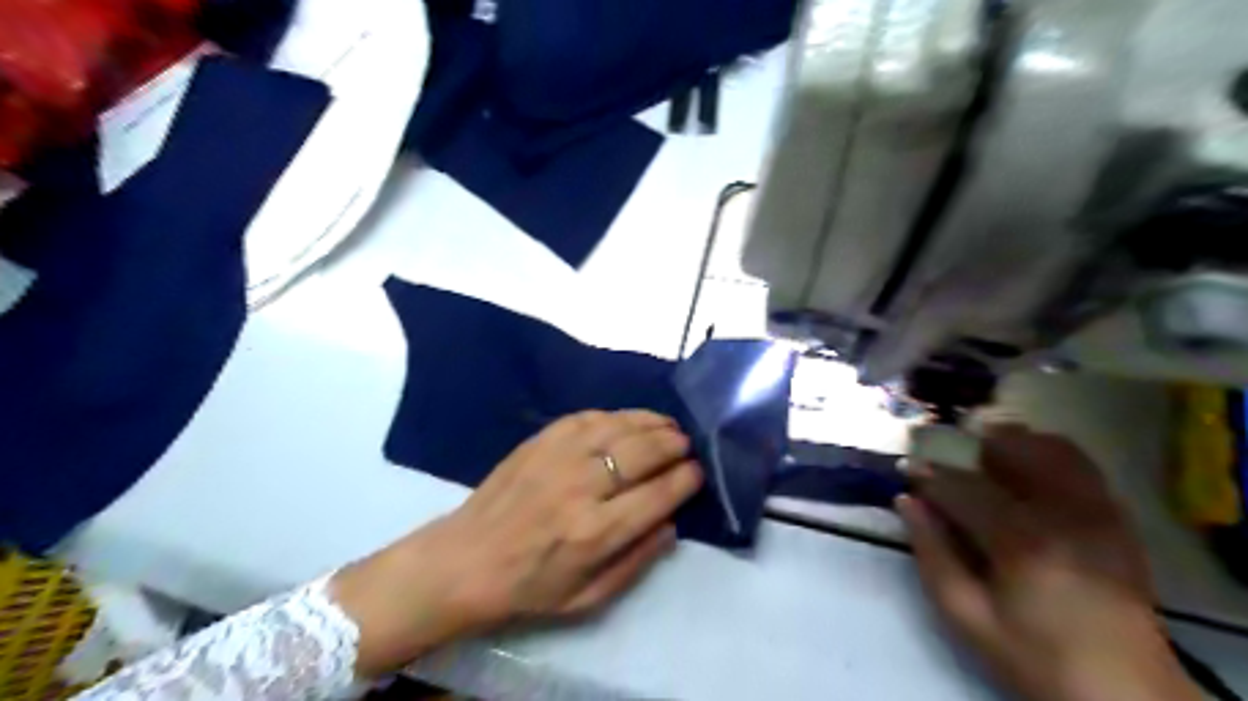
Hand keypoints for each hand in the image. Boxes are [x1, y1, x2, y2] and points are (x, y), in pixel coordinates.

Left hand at [331, 412, 700, 679]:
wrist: (465, 560)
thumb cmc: (529, 586)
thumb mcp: (588, 598)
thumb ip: (637, 562)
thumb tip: (672, 524)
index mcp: (595, 532)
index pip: (658, 494)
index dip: (686, 479)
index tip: (698, 473)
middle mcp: (581, 487)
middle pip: (643, 453)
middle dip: (674, 445)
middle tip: (687, 445)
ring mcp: (558, 456)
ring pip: (619, 427)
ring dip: (651, 423)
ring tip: (668, 425)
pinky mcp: (540, 440)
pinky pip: (588, 416)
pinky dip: (616, 415)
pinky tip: (628, 420)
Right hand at [897, 421, 1197, 700]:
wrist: (1125, 694)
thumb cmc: (1034, 656)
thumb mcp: (966, 615)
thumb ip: (931, 554)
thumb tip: (906, 502)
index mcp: (1022, 542)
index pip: (963, 488)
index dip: (929, 475)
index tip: (905, 469)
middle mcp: (1065, 516)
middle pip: (1013, 453)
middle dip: (973, 450)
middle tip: (951, 464)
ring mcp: (1099, 515)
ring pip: (1053, 450)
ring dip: (1015, 445)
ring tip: (989, 458)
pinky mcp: (1118, 522)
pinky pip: (1084, 467)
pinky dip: (1051, 455)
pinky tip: (1030, 471)